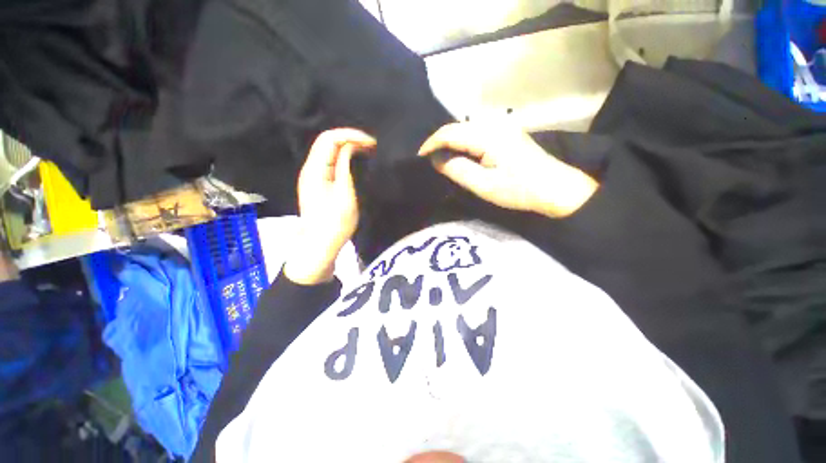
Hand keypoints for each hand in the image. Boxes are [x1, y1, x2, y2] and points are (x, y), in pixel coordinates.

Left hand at [284, 128, 375, 284]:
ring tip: (368, 151)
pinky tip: (357, 160)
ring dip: (348, 147)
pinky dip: (345, 157)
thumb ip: (345, 168)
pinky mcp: (319, 183)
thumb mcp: (344, 195)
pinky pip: (331, 162)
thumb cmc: (334, 223)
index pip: (329, 138)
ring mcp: (314, 175)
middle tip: (372, 146)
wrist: (320, 244)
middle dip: (350, 138)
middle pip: (327, 141)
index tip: (371, 143)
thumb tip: (350, 147)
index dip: (350, 135)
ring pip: (329, 151)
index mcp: (314, 170)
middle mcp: (310, 168)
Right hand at [418, 122, 597, 217]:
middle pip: (456, 127)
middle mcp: (494, 124)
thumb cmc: (519, 190)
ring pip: (465, 128)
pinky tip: (459, 154)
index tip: (419, 158)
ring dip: (450, 141)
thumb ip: (457, 170)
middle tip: (428, 160)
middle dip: (439, 142)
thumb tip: (436, 159)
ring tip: (440, 158)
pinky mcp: (506, 132)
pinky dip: (463, 142)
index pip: (450, 132)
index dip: (431, 144)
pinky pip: (476, 132)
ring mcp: (502, 126)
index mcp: (488, 136)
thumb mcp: (484, 185)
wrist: (555, 188)